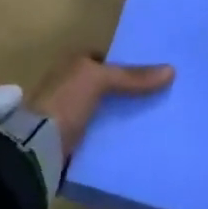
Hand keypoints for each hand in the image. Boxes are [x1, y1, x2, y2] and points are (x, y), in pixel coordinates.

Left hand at [35, 53, 174, 155]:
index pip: (103, 60)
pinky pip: (100, 137)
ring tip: (155, 121)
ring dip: (122, 117)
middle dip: (127, 93)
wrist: (35, 148)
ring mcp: (68, 116)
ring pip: (104, 112)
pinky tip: (136, 142)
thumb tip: (172, 70)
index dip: (126, 64)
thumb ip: (133, 77)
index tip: (153, 74)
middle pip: (106, 87)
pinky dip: (114, 139)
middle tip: (159, 98)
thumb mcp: (99, 80)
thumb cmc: (64, 101)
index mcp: (71, 66)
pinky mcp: (71, 143)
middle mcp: (68, 87)